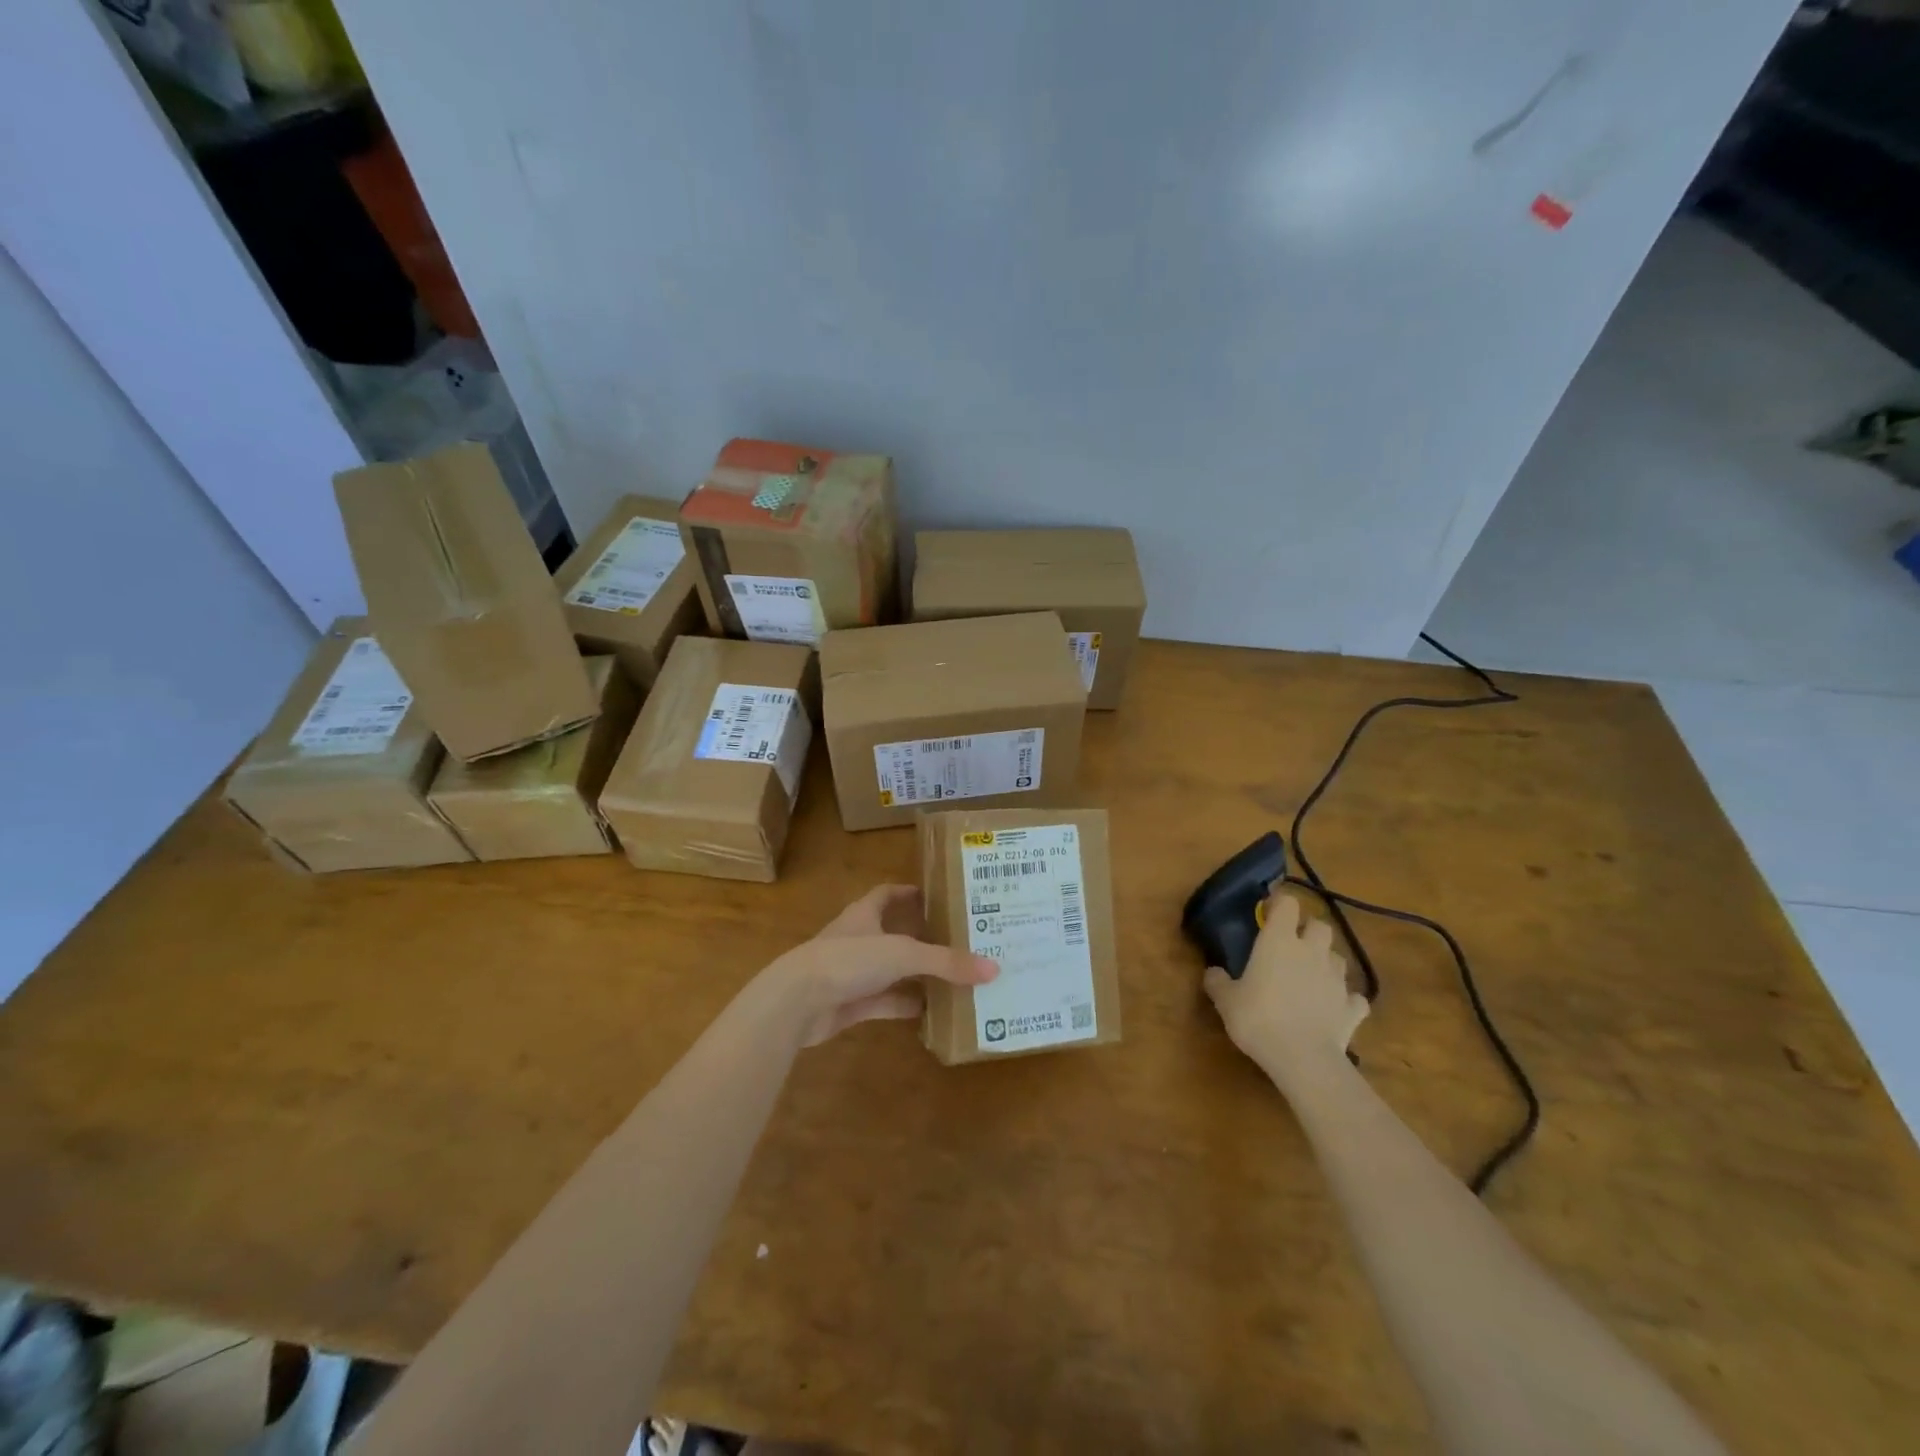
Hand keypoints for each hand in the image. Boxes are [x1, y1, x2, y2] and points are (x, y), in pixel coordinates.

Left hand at [766, 884, 997, 1046]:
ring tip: (955, 976)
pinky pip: (885, 1002)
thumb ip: (947, 961)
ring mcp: (853, 973)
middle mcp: (859, 939)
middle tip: (960, 939)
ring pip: (892, 970)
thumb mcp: (903, 954)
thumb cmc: (849, 960)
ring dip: (917, 974)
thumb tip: (993, 968)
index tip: (937, 895)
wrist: (798, 1001)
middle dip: (923, 937)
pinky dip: (906, 1005)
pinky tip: (932, 1011)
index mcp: (865, 914)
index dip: (910, 893)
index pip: (888, 894)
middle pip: (894, 933)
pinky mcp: (851, 1004)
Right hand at [1204, 890, 1366, 1088]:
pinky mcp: (1352, 1008)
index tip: (1268, 914)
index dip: (1279, 904)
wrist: (1303, 1058)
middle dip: (1309, 931)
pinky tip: (1334, 1009)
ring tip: (1311, 977)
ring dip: (1326, 962)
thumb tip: (1212, 972)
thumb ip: (1217, 981)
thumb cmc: (1258, 1018)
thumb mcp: (1226, 1001)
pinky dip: (1346, 1000)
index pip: (1287, 903)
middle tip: (1292, 946)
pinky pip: (1354, 997)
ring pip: (1338, 957)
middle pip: (1320, 925)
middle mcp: (1312, 952)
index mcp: (1279, 941)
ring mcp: (1337, 979)